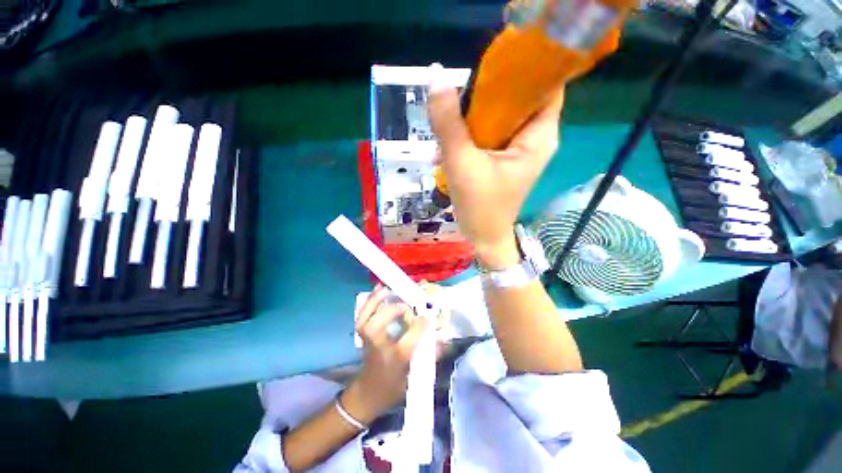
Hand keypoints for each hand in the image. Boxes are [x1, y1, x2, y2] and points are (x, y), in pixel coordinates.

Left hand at [342, 284, 430, 424]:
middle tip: (407, 304)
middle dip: (392, 311)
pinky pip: (362, 315)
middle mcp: (378, 348)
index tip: (430, 316)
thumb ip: (430, 357)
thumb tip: (443, 340)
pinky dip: (369, 301)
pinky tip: (378, 289)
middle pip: (377, 328)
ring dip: (375, 301)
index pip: (409, 340)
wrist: (368, 393)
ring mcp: (367, 340)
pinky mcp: (362, 333)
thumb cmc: (394, 386)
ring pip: (365, 319)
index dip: (420, 325)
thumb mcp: (414, 376)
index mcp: (394, 360)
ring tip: (386, 287)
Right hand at [427, 63, 564, 267]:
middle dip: (491, 94)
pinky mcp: (507, 158)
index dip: (521, 70)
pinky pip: (495, 132)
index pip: (545, 84)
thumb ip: (449, 123)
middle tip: (462, 99)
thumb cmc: (480, 206)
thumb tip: (436, 78)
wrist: (484, 238)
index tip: (488, 71)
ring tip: (455, 123)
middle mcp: (537, 138)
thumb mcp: (462, 163)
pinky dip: (477, 131)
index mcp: (540, 136)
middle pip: (521, 98)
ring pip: (504, 116)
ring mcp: (521, 149)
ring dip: (479, 114)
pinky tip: (458, 139)